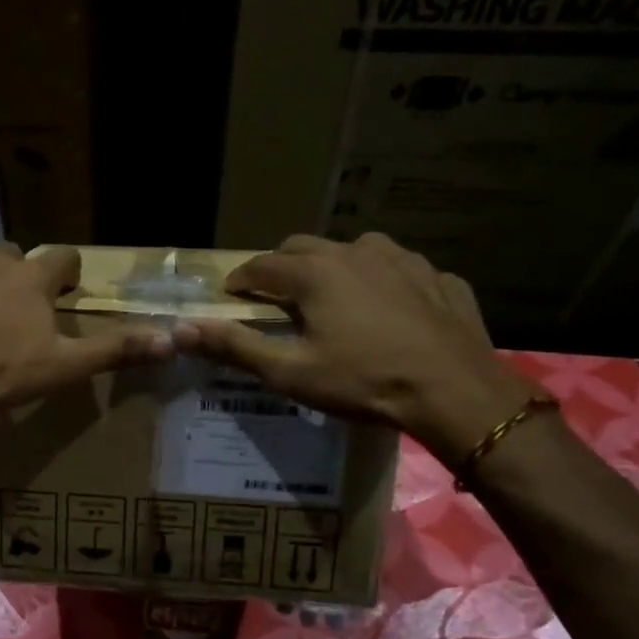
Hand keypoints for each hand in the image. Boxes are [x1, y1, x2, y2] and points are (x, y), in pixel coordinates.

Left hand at [0, 244, 172, 445]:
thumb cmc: (0, 374)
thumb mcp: (64, 367)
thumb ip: (116, 350)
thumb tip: (172, 339)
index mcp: (30, 278)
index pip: (62, 257)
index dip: (69, 273)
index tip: (68, 291)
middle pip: (12, 256)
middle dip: (19, 277)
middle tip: (19, 312)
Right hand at [171, 233, 534, 462]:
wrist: (456, 392)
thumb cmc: (363, 382)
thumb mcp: (291, 372)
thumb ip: (235, 346)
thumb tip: (183, 329)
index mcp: (315, 273)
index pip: (262, 264)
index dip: (241, 279)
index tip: (232, 295)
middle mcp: (356, 252)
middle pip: (305, 246)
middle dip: (283, 266)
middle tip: (278, 298)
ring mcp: (404, 260)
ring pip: (355, 250)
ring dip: (335, 267)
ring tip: (335, 300)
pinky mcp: (439, 277)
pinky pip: (400, 270)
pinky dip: (382, 282)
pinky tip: (389, 311)